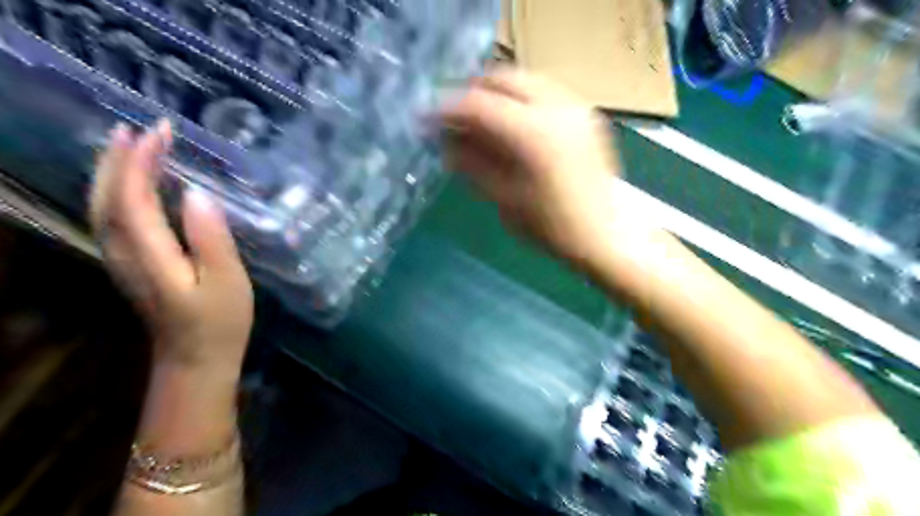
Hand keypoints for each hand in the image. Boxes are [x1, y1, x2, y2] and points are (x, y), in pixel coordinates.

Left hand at [91, 120, 250, 379]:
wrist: (196, 361)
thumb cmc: (220, 322)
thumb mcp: (228, 282)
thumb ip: (212, 238)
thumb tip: (198, 194)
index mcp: (149, 255)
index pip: (132, 196)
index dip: (141, 160)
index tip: (162, 131)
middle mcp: (124, 253)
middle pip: (107, 197)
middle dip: (120, 159)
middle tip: (143, 129)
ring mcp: (123, 261)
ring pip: (104, 207)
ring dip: (114, 172)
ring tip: (133, 146)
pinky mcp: (133, 266)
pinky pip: (114, 218)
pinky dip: (119, 193)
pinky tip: (135, 185)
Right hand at [440, 68, 625, 262]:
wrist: (604, 236)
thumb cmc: (550, 228)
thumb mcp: (503, 198)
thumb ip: (472, 163)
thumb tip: (445, 141)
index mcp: (533, 133)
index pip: (478, 104)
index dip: (447, 108)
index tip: (427, 118)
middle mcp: (556, 107)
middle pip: (503, 78)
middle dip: (472, 92)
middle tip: (454, 116)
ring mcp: (576, 107)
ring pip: (525, 80)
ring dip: (497, 93)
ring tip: (480, 119)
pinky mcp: (587, 114)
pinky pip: (545, 92)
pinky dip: (521, 99)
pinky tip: (512, 123)